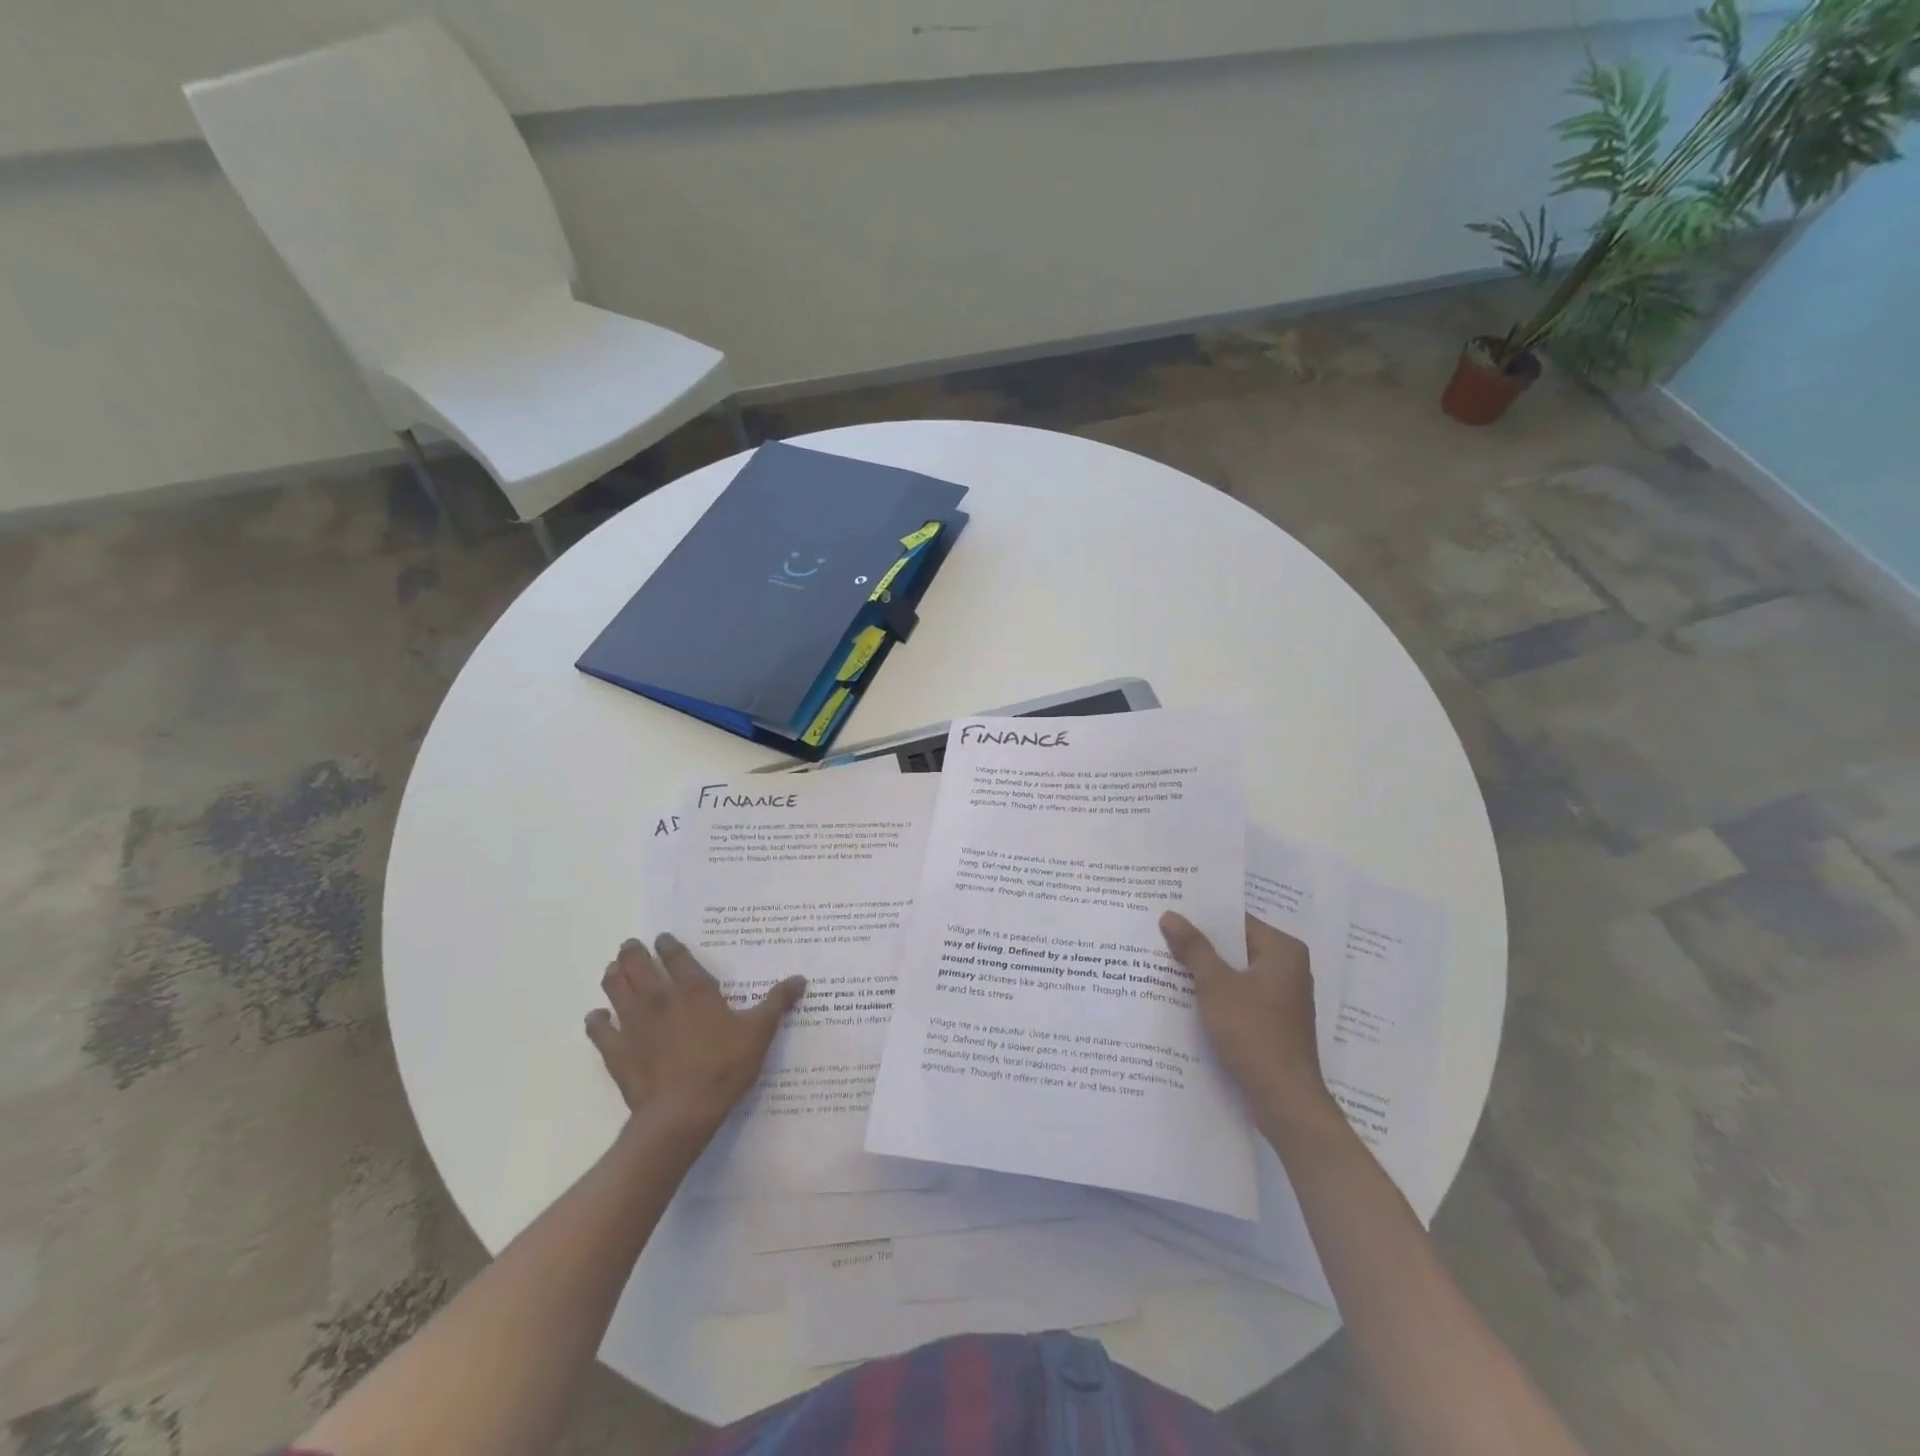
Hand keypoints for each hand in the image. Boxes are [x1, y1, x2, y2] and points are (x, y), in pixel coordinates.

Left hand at [585, 935, 805, 1133]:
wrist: (682, 1112)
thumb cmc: (724, 1066)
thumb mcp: (760, 1032)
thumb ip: (777, 1002)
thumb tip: (800, 978)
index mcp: (694, 989)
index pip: (676, 956)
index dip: (668, 944)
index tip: (663, 938)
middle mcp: (659, 998)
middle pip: (638, 965)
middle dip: (633, 952)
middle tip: (631, 946)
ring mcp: (633, 1024)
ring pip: (615, 989)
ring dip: (614, 976)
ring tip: (613, 970)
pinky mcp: (616, 1051)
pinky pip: (599, 1029)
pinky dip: (596, 1020)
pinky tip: (597, 1017)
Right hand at [1160, 912, 1335, 1125]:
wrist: (1284, 1098)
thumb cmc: (1253, 1032)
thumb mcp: (1215, 985)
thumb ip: (1193, 948)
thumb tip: (1170, 915)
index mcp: (1283, 950)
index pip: (1236, 921)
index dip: (1202, 918)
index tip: (1170, 916)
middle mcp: (1289, 968)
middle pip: (1237, 946)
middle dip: (1202, 946)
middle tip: (1162, 938)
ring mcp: (1284, 997)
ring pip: (1237, 973)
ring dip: (1208, 972)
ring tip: (1167, 966)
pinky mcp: (1275, 1021)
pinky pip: (1242, 996)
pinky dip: (1219, 995)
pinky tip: (1188, 999)